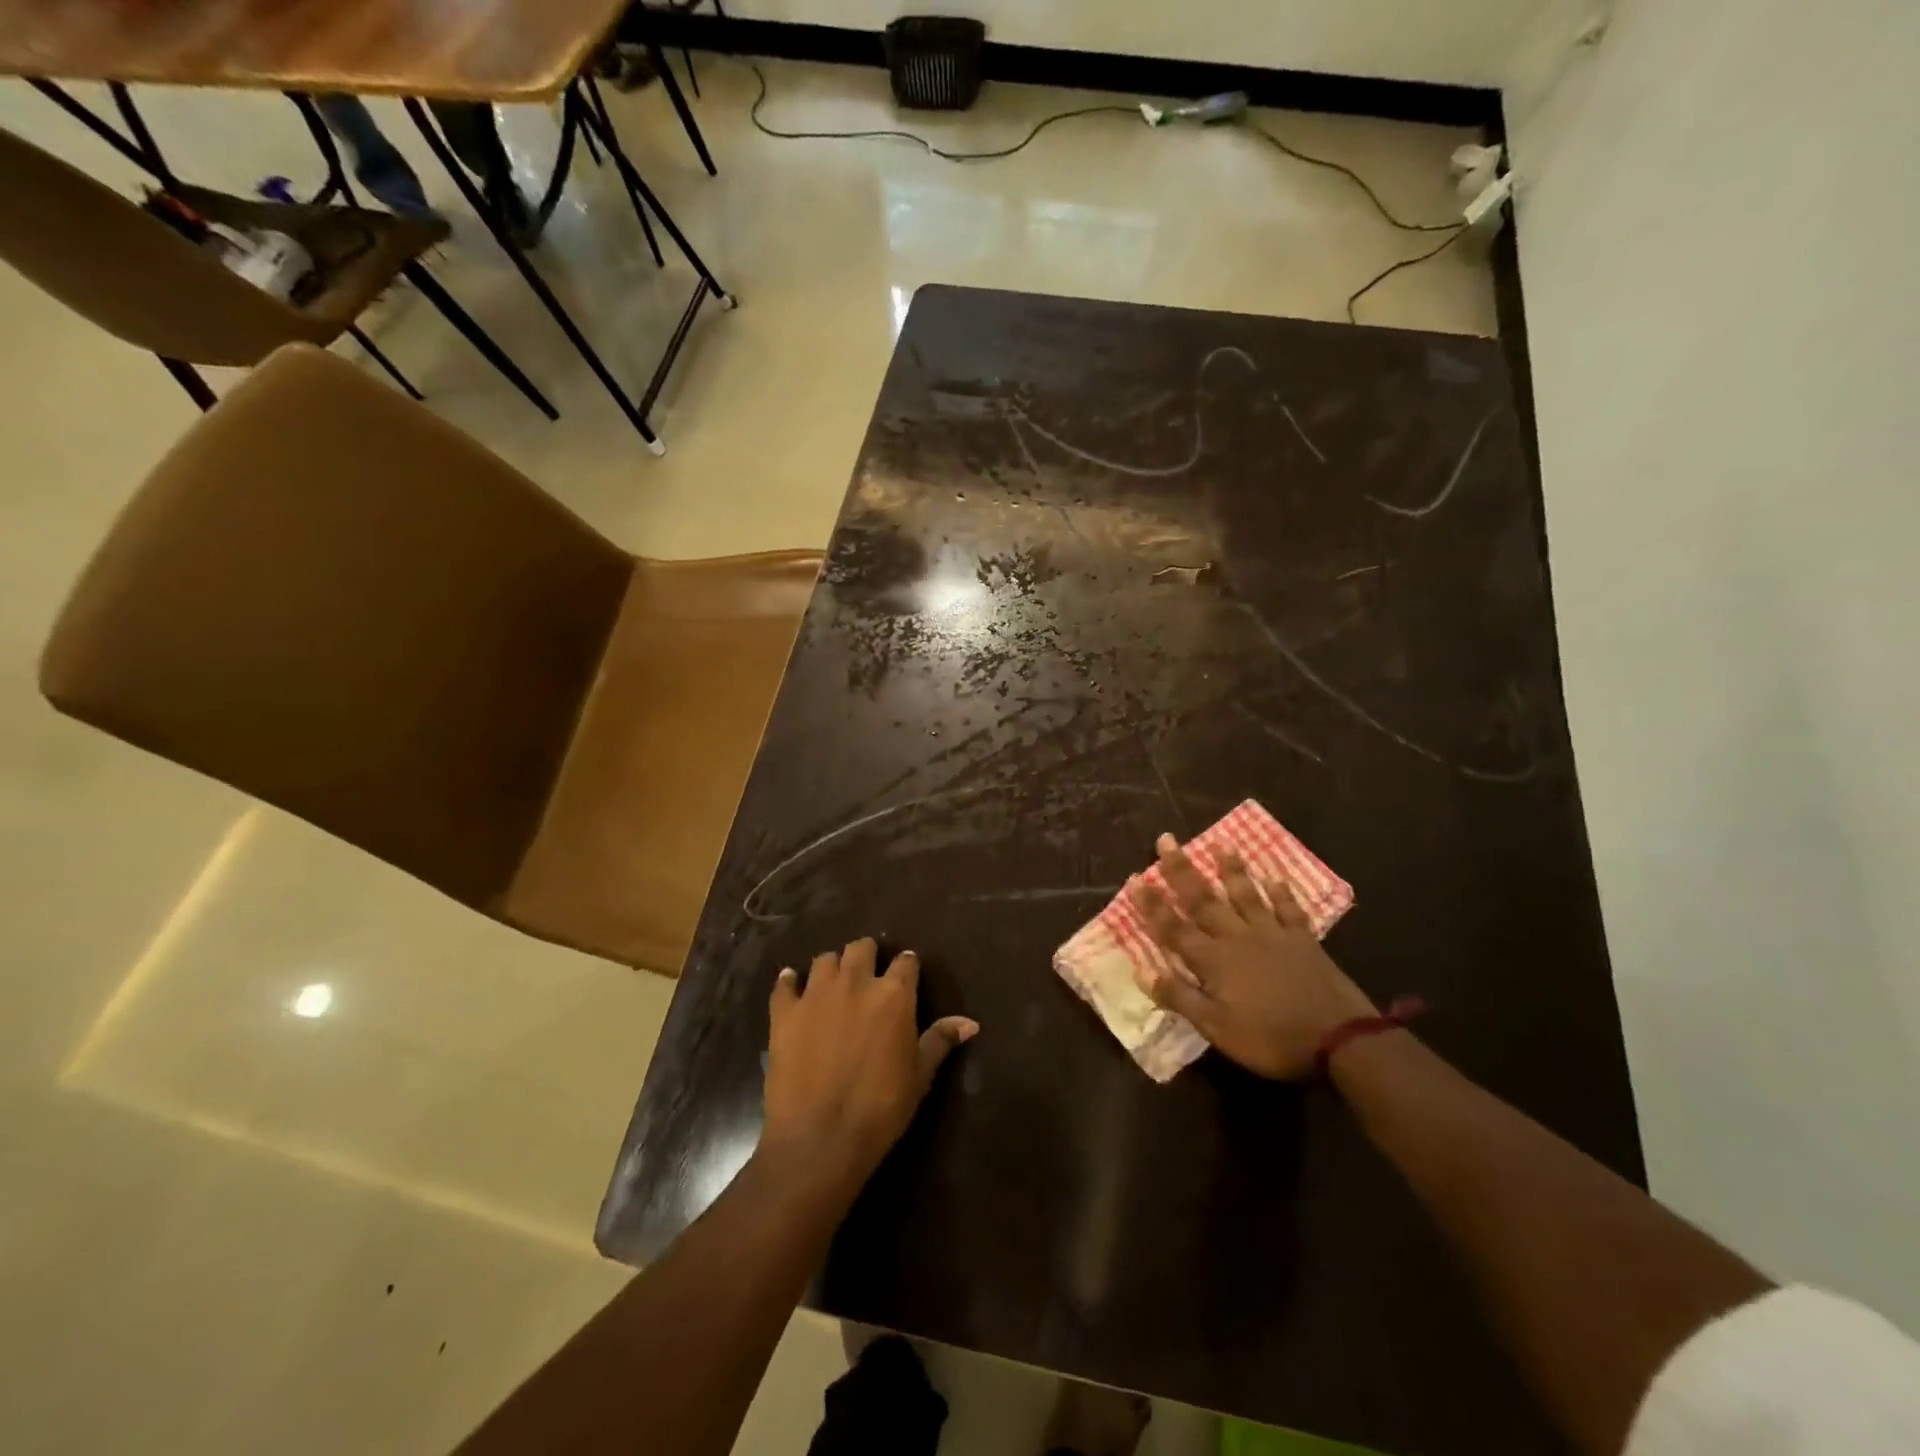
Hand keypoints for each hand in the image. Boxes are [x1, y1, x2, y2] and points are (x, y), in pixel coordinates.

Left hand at [761, 938, 977, 1195]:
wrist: (821, 1138)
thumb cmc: (880, 1108)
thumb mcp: (920, 1076)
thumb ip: (941, 1040)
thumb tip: (970, 1022)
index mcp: (894, 994)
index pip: (906, 961)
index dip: (907, 966)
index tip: (906, 974)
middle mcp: (856, 982)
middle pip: (862, 947)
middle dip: (867, 956)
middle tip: (868, 975)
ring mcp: (816, 994)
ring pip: (825, 959)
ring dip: (832, 968)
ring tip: (833, 985)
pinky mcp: (784, 1012)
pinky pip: (784, 983)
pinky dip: (789, 983)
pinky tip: (792, 989)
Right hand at [1129, 835, 1374, 1079]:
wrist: (1340, 1038)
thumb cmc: (1271, 1038)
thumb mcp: (1217, 1028)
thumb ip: (1180, 997)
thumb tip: (1141, 971)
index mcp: (1214, 960)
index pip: (1174, 928)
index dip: (1152, 904)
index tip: (1135, 877)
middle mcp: (1238, 937)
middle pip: (1204, 900)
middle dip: (1182, 870)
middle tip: (1167, 840)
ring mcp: (1273, 934)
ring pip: (1246, 895)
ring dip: (1231, 870)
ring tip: (1221, 844)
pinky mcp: (1303, 940)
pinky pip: (1289, 909)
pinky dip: (1281, 892)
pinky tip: (1275, 877)